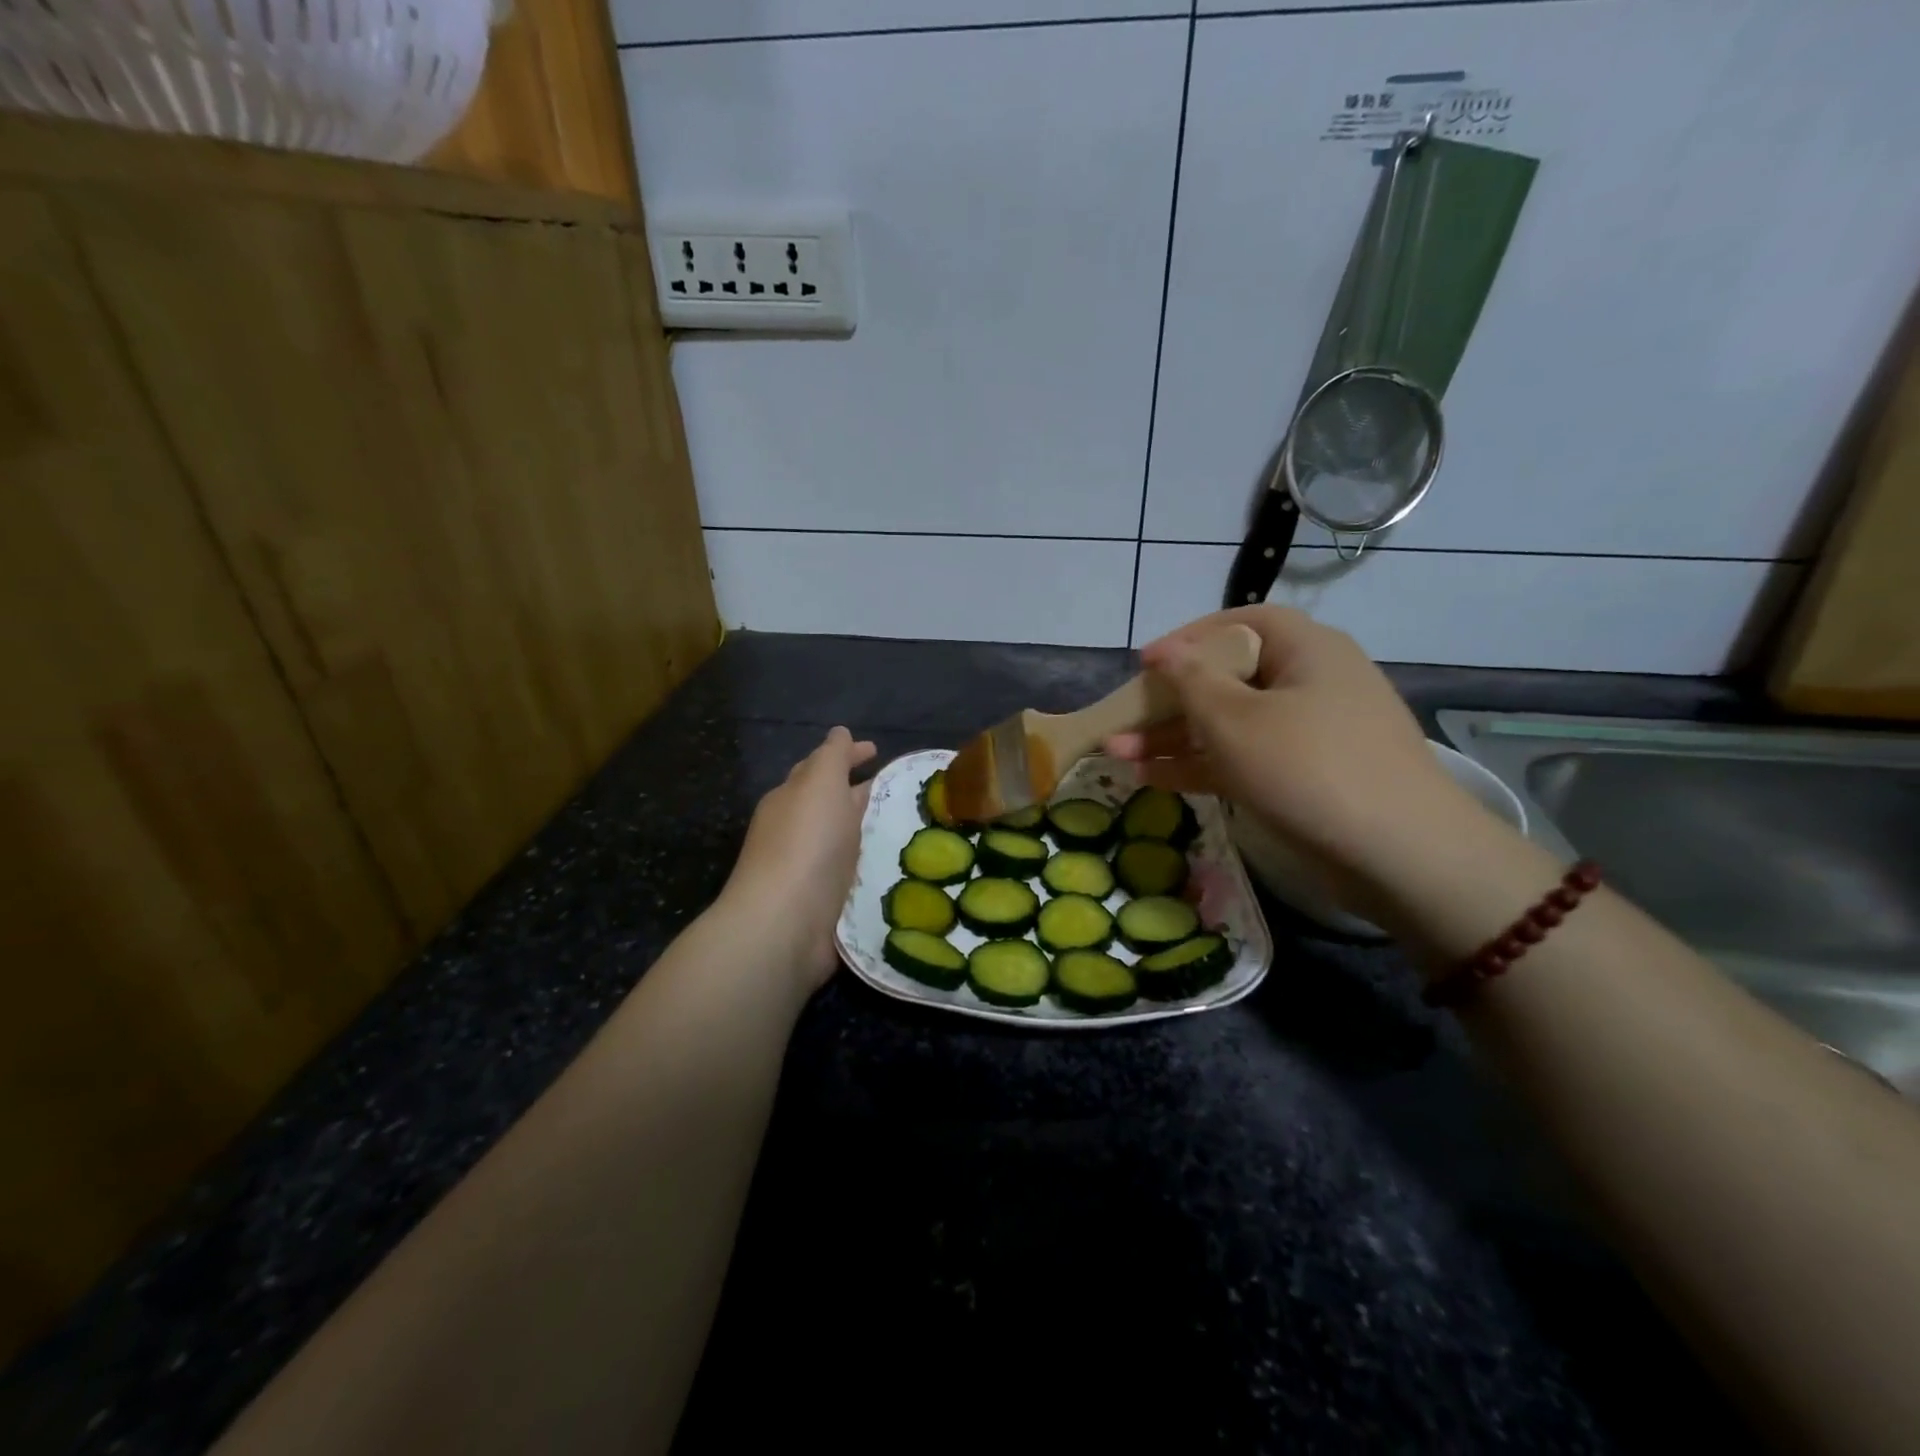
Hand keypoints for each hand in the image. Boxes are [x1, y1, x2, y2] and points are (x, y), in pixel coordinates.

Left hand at [722, 726, 876, 991]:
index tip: (878, 750)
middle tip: (900, 789)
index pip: (820, 767)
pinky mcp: (825, 903)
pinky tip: (896, 865)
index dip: (848, 755)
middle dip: (859, 791)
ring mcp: (809, 869)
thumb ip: (832, 756)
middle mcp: (796, 831)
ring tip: (907, 826)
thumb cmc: (805, 843)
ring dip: (868, 829)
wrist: (785, 922)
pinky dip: (870, 863)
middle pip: (830, 803)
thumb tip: (839, 732)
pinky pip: (853, 873)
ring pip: (844, 839)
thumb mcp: (820, 783)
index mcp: (791, 798)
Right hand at [1106, 606, 1482, 912]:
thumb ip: (1191, 680)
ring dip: (1175, 737)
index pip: (1240, 623)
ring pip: (1231, 723)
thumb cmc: (1307, 767)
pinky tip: (1152, 778)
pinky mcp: (1306, 776)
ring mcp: (1310, 733)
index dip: (1188, 638)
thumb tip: (1164, 652)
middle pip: (1229, 678)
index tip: (1145, 664)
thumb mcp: (1235, 719)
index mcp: (1306, 649)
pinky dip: (1202, 765)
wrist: (1400, 855)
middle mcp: (1310, 682)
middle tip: (1123, 719)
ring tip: (1118, 754)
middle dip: (1169, 700)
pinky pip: (1245, 757)